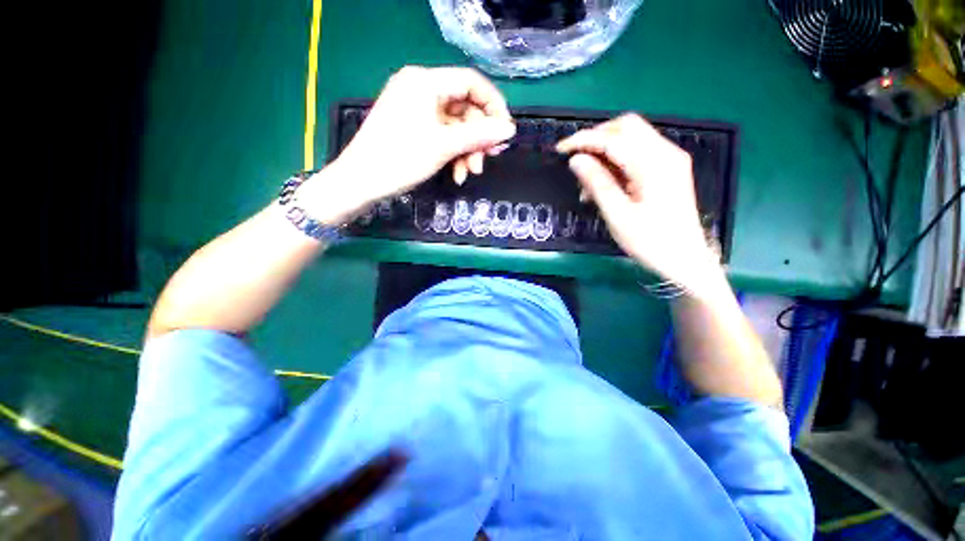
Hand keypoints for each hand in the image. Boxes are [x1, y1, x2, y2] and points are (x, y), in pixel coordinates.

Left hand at [301, 66, 514, 223]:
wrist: (361, 181)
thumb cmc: (401, 158)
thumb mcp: (444, 145)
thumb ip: (479, 135)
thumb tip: (510, 129)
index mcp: (425, 81)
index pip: (471, 82)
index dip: (493, 105)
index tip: (505, 131)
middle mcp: (421, 88)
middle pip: (464, 108)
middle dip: (478, 137)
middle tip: (488, 160)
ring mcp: (416, 109)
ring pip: (455, 126)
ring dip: (467, 150)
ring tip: (470, 173)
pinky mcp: (413, 126)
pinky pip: (442, 135)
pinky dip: (453, 154)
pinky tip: (457, 174)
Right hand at [557, 114, 721, 292]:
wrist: (684, 259)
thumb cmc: (650, 241)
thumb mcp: (618, 215)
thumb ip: (597, 183)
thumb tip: (576, 160)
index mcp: (654, 165)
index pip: (614, 139)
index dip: (584, 140)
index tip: (561, 149)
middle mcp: (666, 153)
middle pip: (627, 127)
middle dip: (596, 137)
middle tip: (575, 159)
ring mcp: (669, 159)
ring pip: (632, 138)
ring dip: (605, 152)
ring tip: (587, 184)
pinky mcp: (668, 168)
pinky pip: (638, 153)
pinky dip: (617, 161)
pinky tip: (604, 184)